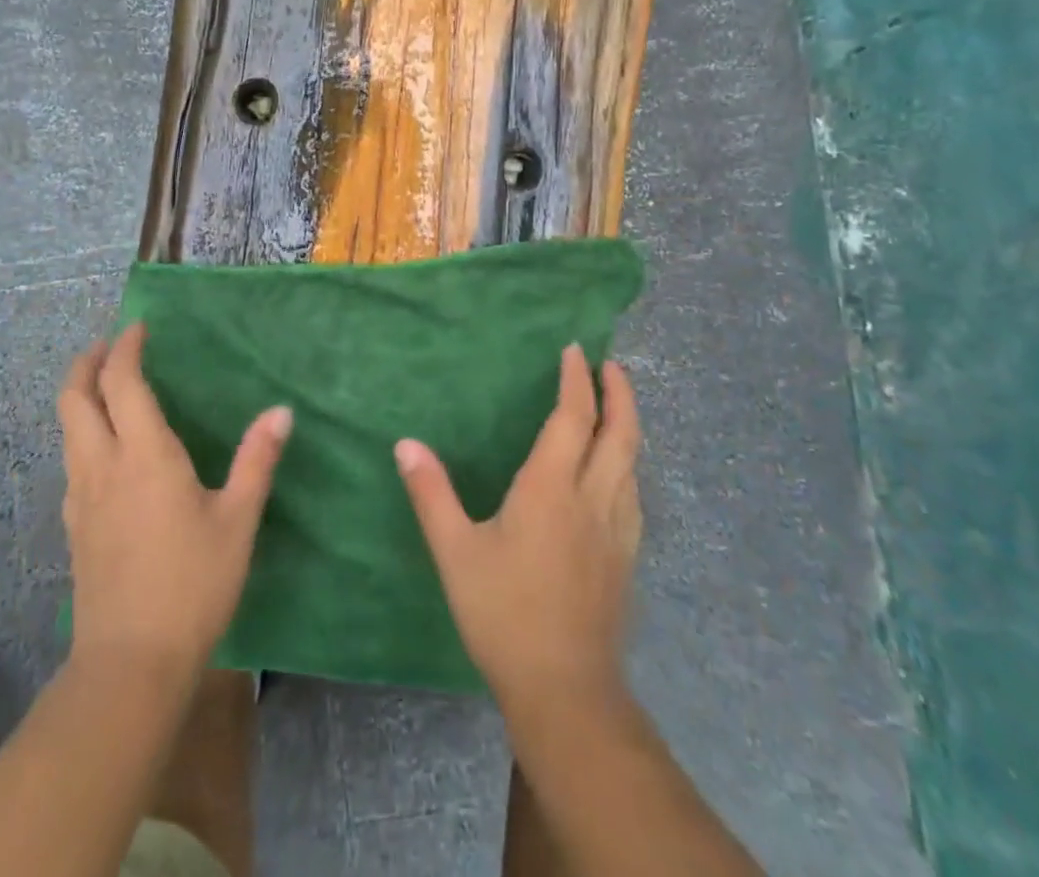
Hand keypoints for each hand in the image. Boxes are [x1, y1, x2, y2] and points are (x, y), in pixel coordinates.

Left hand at [58, 322, 292, 678]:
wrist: (130, 664)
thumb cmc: (193, 584)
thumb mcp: (238, 520)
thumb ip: (257, 460)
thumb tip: (281, 411)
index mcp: (144, 455)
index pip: (121, 382)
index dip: (126, 348)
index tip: (139, 327)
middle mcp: (103, 465)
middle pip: (76, 398)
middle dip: (88, 363)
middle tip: (110, 345)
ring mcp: (81, 498)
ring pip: (68, 429)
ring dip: (81, 396)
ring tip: (107, 387)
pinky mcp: (75, 527)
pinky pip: (72, 460)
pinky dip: (83, 433)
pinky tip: (107, 450)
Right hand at [395, 346, 641, 703]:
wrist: (565, 690)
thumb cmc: (504, 614)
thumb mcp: (455, 552)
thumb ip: (431, 493)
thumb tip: (405, 444)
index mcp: (552, 488)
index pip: (573, 417)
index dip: (576, 380)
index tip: (575, 349)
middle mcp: (593, 498)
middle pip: (620, 433)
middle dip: (619, 393)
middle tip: (611, 365)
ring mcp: (617, 530)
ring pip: (633, 462)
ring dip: (627, 425)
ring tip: (615, 408)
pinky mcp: (625, 557)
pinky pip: (633, 492)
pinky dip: (628, 464)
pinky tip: (616, 474)